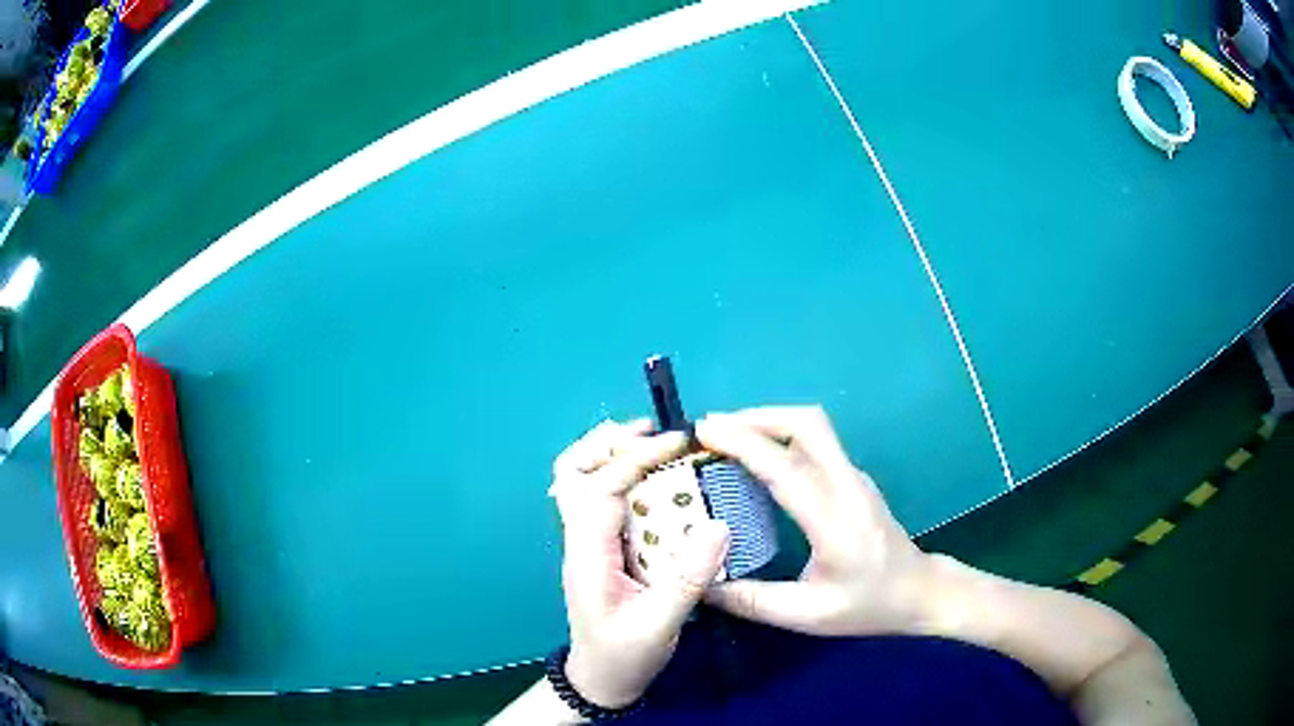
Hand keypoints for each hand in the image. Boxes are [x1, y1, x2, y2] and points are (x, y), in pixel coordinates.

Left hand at [550, 420, 730, 708]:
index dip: (637, 458)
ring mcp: (588, 543)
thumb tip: (717, 525)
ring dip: (613, 455)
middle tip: (653, 433)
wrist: (601, 680)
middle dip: (607, 443)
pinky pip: (605, 501)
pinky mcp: (602, 549)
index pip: (601, 488)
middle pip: (572, 472)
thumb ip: (687, 579)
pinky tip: (660, 483)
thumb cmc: (624, 656)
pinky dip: (626, 479)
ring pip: (582, 482)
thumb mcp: (659, 624)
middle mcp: (580, 539)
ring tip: (656, 445)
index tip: (679, 442)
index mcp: (587, 554)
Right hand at [695, 406, 930, 636]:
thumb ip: (752, 601)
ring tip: (726, 438)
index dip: (743, 443)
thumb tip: (701, 584)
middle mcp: (848, 486)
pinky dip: (780, 437)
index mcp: (835, 521)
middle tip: (712, 430)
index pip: (786, 467)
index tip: (704, 432)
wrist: (920, 591)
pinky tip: (757, 459)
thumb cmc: (868, 605)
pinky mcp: (853, 478)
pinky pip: (815, 442)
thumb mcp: (808, 615)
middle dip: (755, 417)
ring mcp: (854, 477)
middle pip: (807, 423)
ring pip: (812, 427)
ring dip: (767, 422)